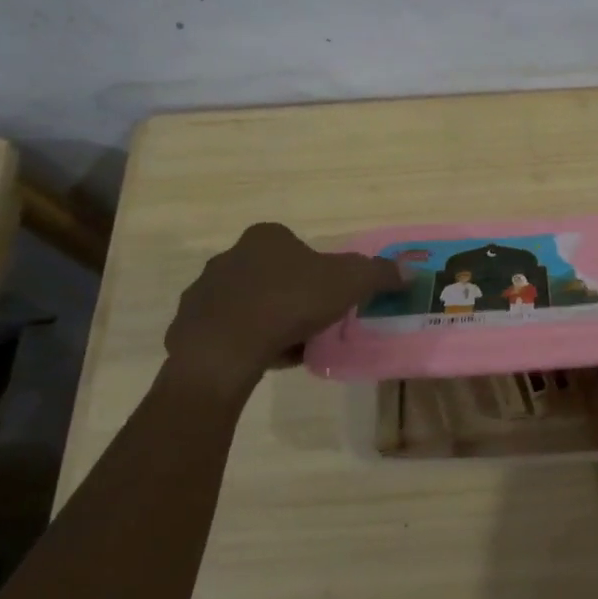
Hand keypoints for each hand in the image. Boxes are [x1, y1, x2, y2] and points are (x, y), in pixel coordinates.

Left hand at [165, 223, 403, 390]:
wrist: (225, 349)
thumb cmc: (290, 302)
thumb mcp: (349, 283)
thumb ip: (378, 273)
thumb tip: (409, 270)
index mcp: (266, 237)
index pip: (297, 248)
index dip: (317, 272)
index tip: (329, 297)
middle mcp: (230, 256)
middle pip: (272, 274)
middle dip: (291, 296)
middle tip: (312, 323)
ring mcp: (204, 292)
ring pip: (247, 304)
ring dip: (267, 321)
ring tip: (288, 347)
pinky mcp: (188, 327)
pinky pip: (225, 332)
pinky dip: (244, 343)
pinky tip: (262, 360)